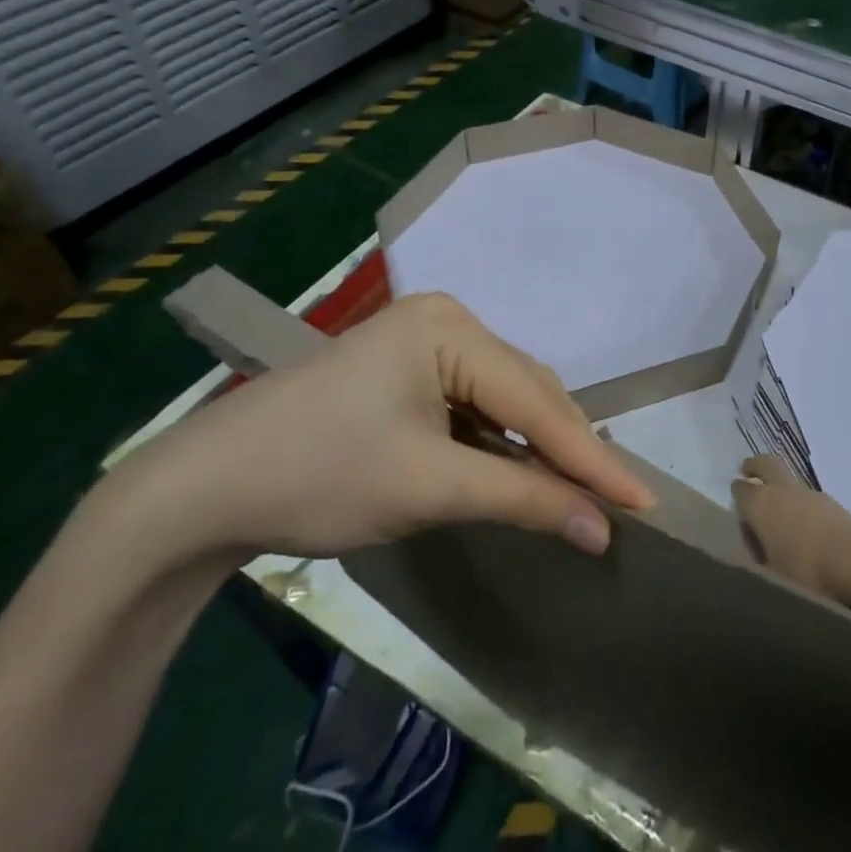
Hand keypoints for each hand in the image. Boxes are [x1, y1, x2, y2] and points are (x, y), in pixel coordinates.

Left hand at [124, 293, 656, 565]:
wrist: (204, 489)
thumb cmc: (319, 476)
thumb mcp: (431, 488)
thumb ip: (525, 500)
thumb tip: (603, 530)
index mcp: (450, 328)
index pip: (537, 400)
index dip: (593, 458)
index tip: (646, 503)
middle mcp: (446, 321)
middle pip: (527, 390)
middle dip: (569, 448)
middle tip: (617, 502)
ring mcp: (425, 343)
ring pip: (506, 397)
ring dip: (540, 444)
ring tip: (581, 490)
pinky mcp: (409, 371)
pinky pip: (477, 403)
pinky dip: (504, 441)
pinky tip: (524, 469)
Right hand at [731, 454, 850, 601]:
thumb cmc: (805, 573)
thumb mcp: (771, 579)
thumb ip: (757, 565)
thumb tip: (750, 561)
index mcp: (760, 504)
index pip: (740, 490)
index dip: (737, 495)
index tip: (736, 502)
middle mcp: (783, 491)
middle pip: (766, 465)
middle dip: (755, 466)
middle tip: (749, 470)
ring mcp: (811, 494)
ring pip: (790, 482)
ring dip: (782, 489)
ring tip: (781, 512)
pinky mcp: (835, 505)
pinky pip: (810, 499)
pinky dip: (803, 506)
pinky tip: (806, 527)